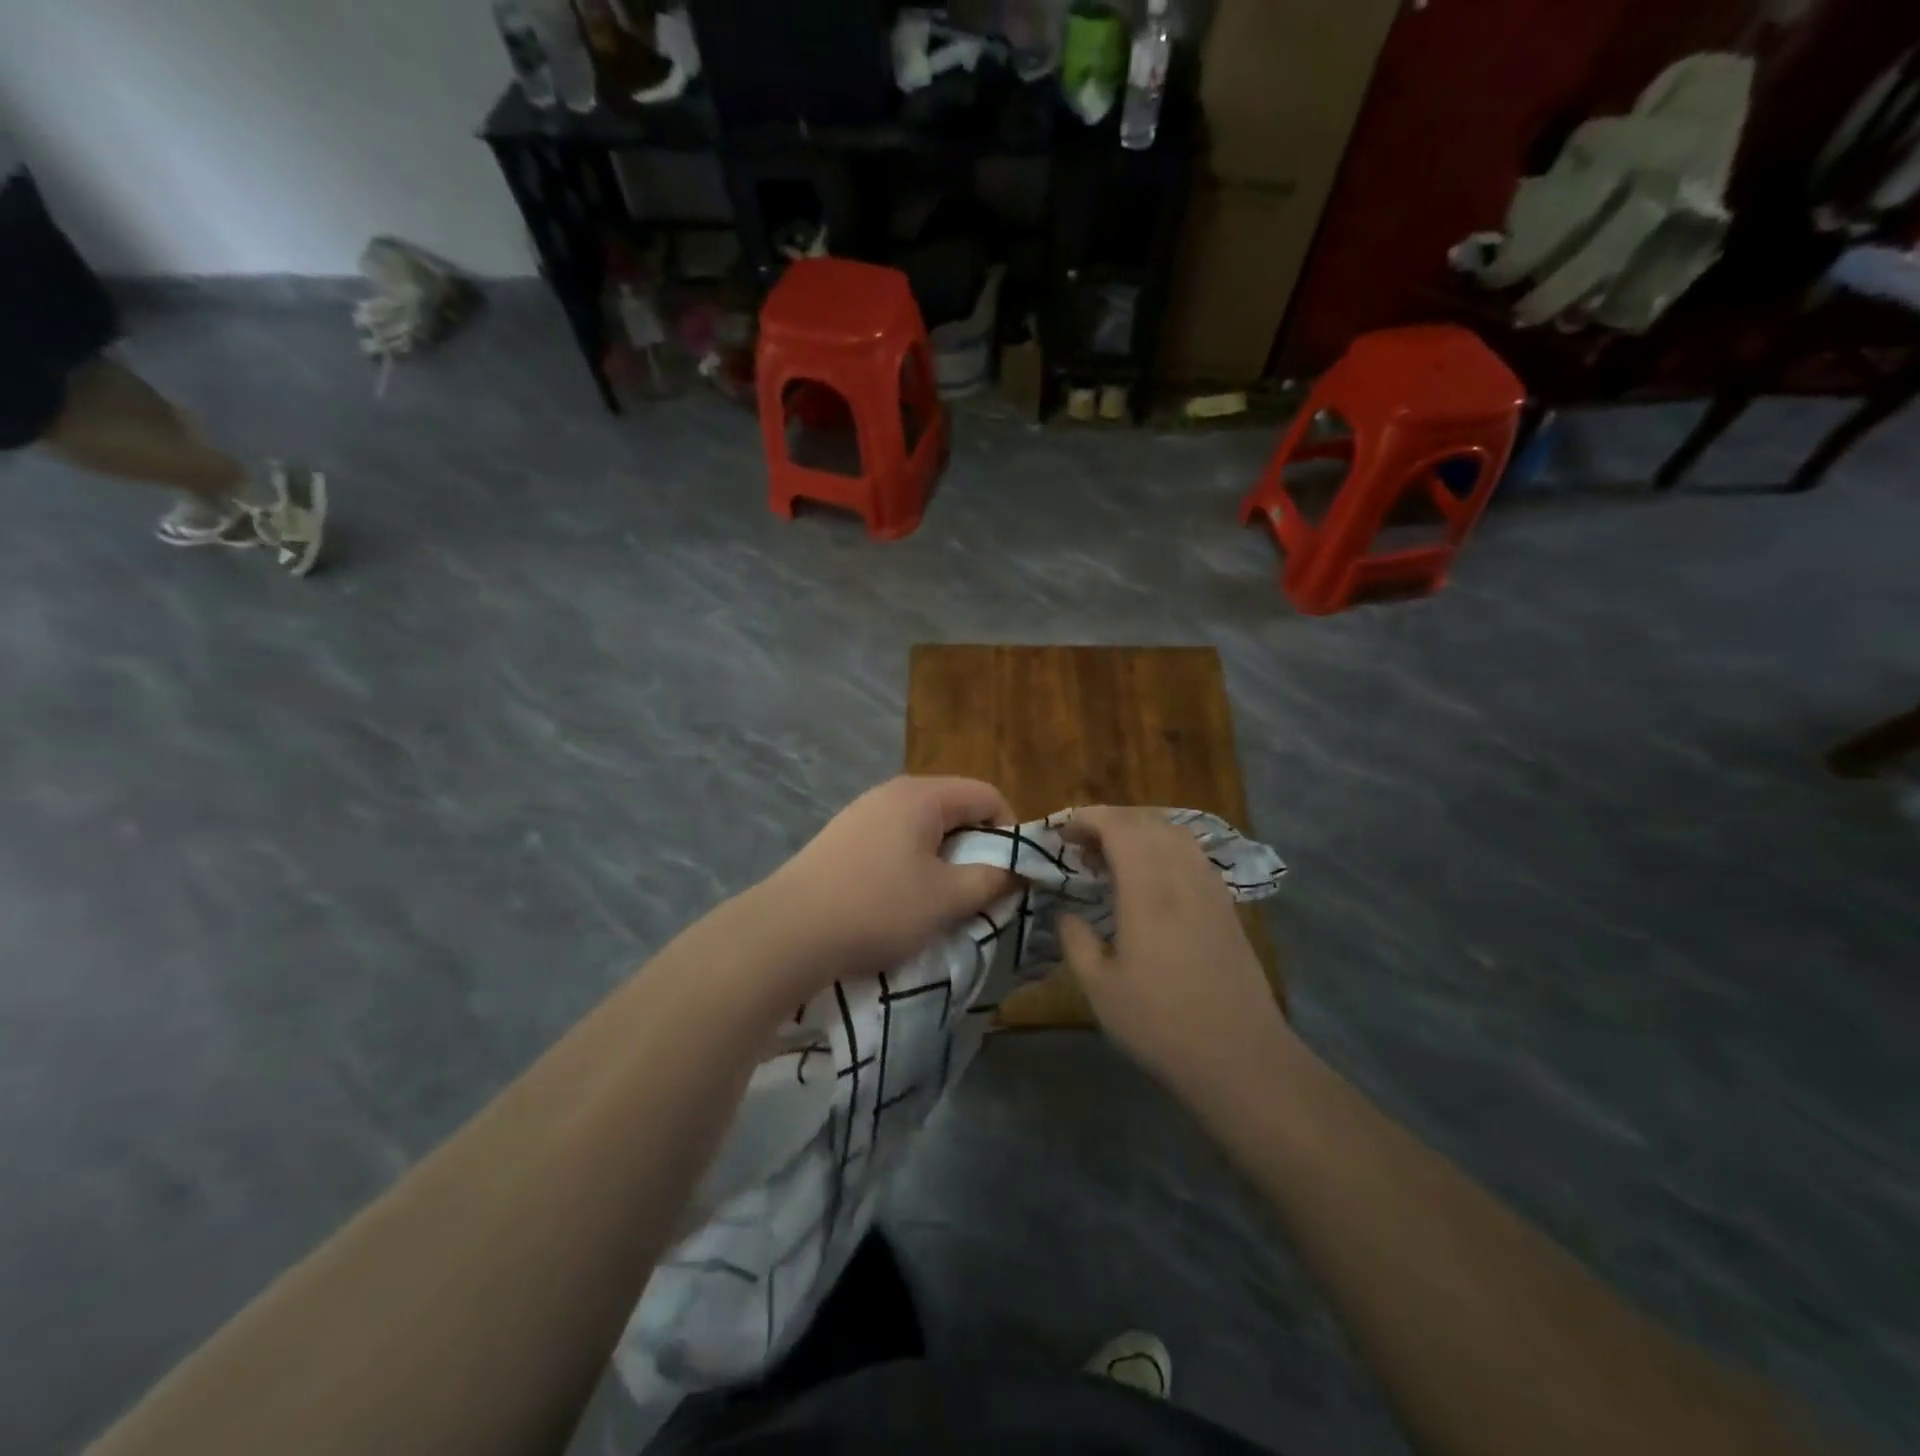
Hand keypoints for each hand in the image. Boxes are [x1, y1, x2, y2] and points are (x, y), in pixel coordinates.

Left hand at [759, 776, 1016, 992]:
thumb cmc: (878, 908)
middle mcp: (891, 792)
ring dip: (944, 858)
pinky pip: (895, 840)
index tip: (1010, 873)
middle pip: (954, 807)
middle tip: (979, 890)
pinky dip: (912, 863)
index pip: (987, 794)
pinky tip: (900, 899)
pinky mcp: (841, 838)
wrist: (787, 932)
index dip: (1010, 831)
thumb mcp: (947, 899)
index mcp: (922, 796)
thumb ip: (991, 879)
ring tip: (941, 899)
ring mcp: (862, 813)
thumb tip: (1016, 869)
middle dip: (976, 846)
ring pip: (924, 827)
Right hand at [1058, 807, 1293, 1108]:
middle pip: (1147, 821)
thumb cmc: (1160, 1023)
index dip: (1088, 818)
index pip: (1119, 827)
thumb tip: (1065, 912)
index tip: (1061, 832)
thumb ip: (1075, 940)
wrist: (1240, 1056)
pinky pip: (1192, 854)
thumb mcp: (1099, 987)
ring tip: (1112, 854)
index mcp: (1148, 890)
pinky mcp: (1225, 905)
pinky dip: (1164, 847)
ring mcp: (1210, 888)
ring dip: (1139, 830)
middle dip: (1110, 819)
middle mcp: (1182, 876)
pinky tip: (1150, 876)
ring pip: (1175, 833)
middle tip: (1080, 843)